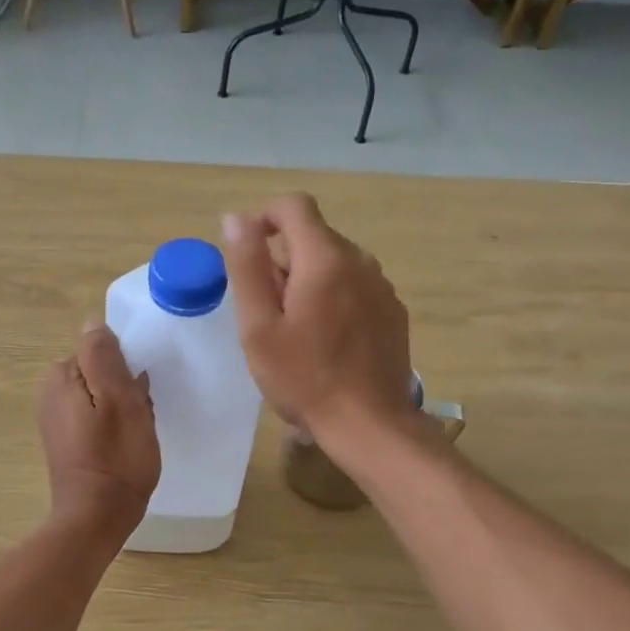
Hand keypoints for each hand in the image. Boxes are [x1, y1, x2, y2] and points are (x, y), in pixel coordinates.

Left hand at [38, 321, 159, 543]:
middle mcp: (50, 392)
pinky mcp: (66, 439)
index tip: (139, 394)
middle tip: (140, 416)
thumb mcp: (118, 398)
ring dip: (123, 408)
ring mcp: (56, 418)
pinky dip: (113, 425)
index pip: (101, 350)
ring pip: (102, 395)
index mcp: (59, 375)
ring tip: (135, 434)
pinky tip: (125, 445)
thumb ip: (103, 356)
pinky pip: (96, 416)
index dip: (126, 369)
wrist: (97, 516)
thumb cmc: (116, 457)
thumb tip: (92, 323)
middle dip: (124, 388)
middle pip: (100, 372)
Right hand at [220, 194, 414, 447]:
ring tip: (294, 329)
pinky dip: (334, 298)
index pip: (294, 206)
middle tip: (265, 310)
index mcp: (325, 259)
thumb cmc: (304, 379)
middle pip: (313, 237)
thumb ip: (247, 266)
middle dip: (282, 259)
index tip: (246, 255)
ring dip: (308, 280)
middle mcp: (360, 261)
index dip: (264, 219)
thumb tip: (236, 218)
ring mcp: (382, 286)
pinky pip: (355, 286)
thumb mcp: (259, 326)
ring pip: (335, 263)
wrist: (369, 425)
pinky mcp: (393, 311)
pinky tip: (326, 340)